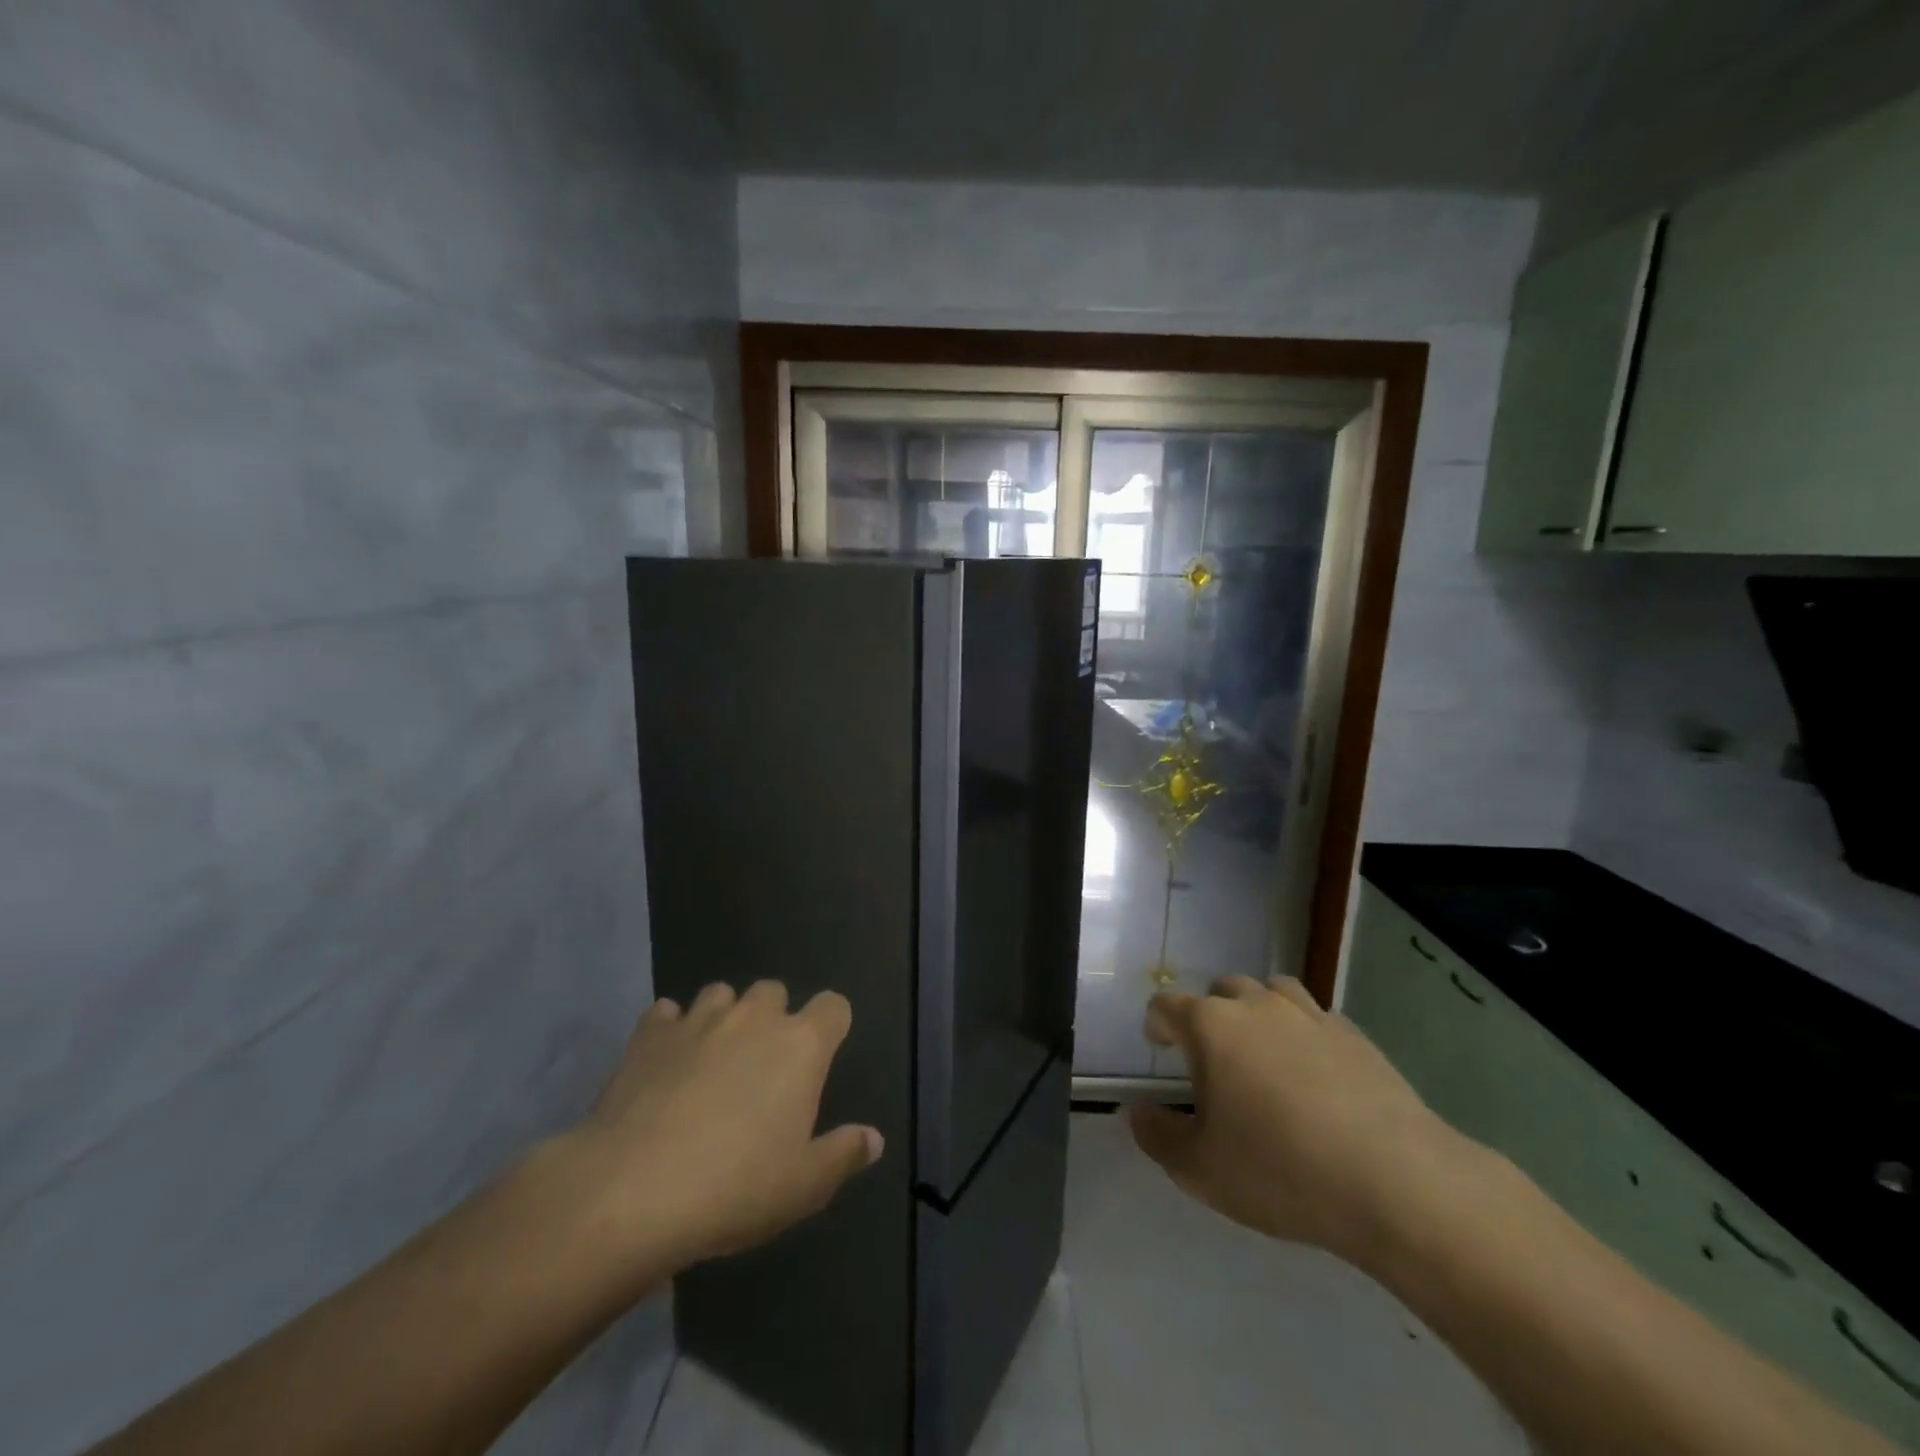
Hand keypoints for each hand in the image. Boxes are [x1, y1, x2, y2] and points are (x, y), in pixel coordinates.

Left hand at [559, 981, 882, 1270]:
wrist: (632, 1192)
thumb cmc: (735, 1188)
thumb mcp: (804, 1186)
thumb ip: (843, 1155)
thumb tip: (873, 1138)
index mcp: (801, 1045)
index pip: (834, 1006)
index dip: (832, 1025)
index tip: (823, 1056)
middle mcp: (753, 1018)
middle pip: (774, 991)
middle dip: (773, 1017)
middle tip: (763, 1066)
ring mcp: (698, 1021)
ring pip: (720, 993)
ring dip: (724, 1017)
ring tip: (713, 1058)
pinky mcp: (648, 1036)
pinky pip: (665, 1014)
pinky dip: (670, 1029)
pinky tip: (665, 1061)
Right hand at [1129, 975, 1464, 1265]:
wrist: (1394, 1182)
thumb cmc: (1279, 1170)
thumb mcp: (1199, 1169)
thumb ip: (1158, 1136)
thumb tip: (1141, 1112)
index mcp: (1211, 1026)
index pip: (1167, 1005)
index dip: (1157, 1024)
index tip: (1159, 1047)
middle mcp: (1257, 1006)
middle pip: (1222, 989)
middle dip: (1210, 1015)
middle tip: (1214, 1059)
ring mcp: (1310, 1015)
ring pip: (1272, 991)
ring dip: (1259, 1012)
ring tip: (1264, 1052)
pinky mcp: (1355, 1035)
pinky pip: (1317, 1019)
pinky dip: (1305, 1034)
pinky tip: (1316, 1074)